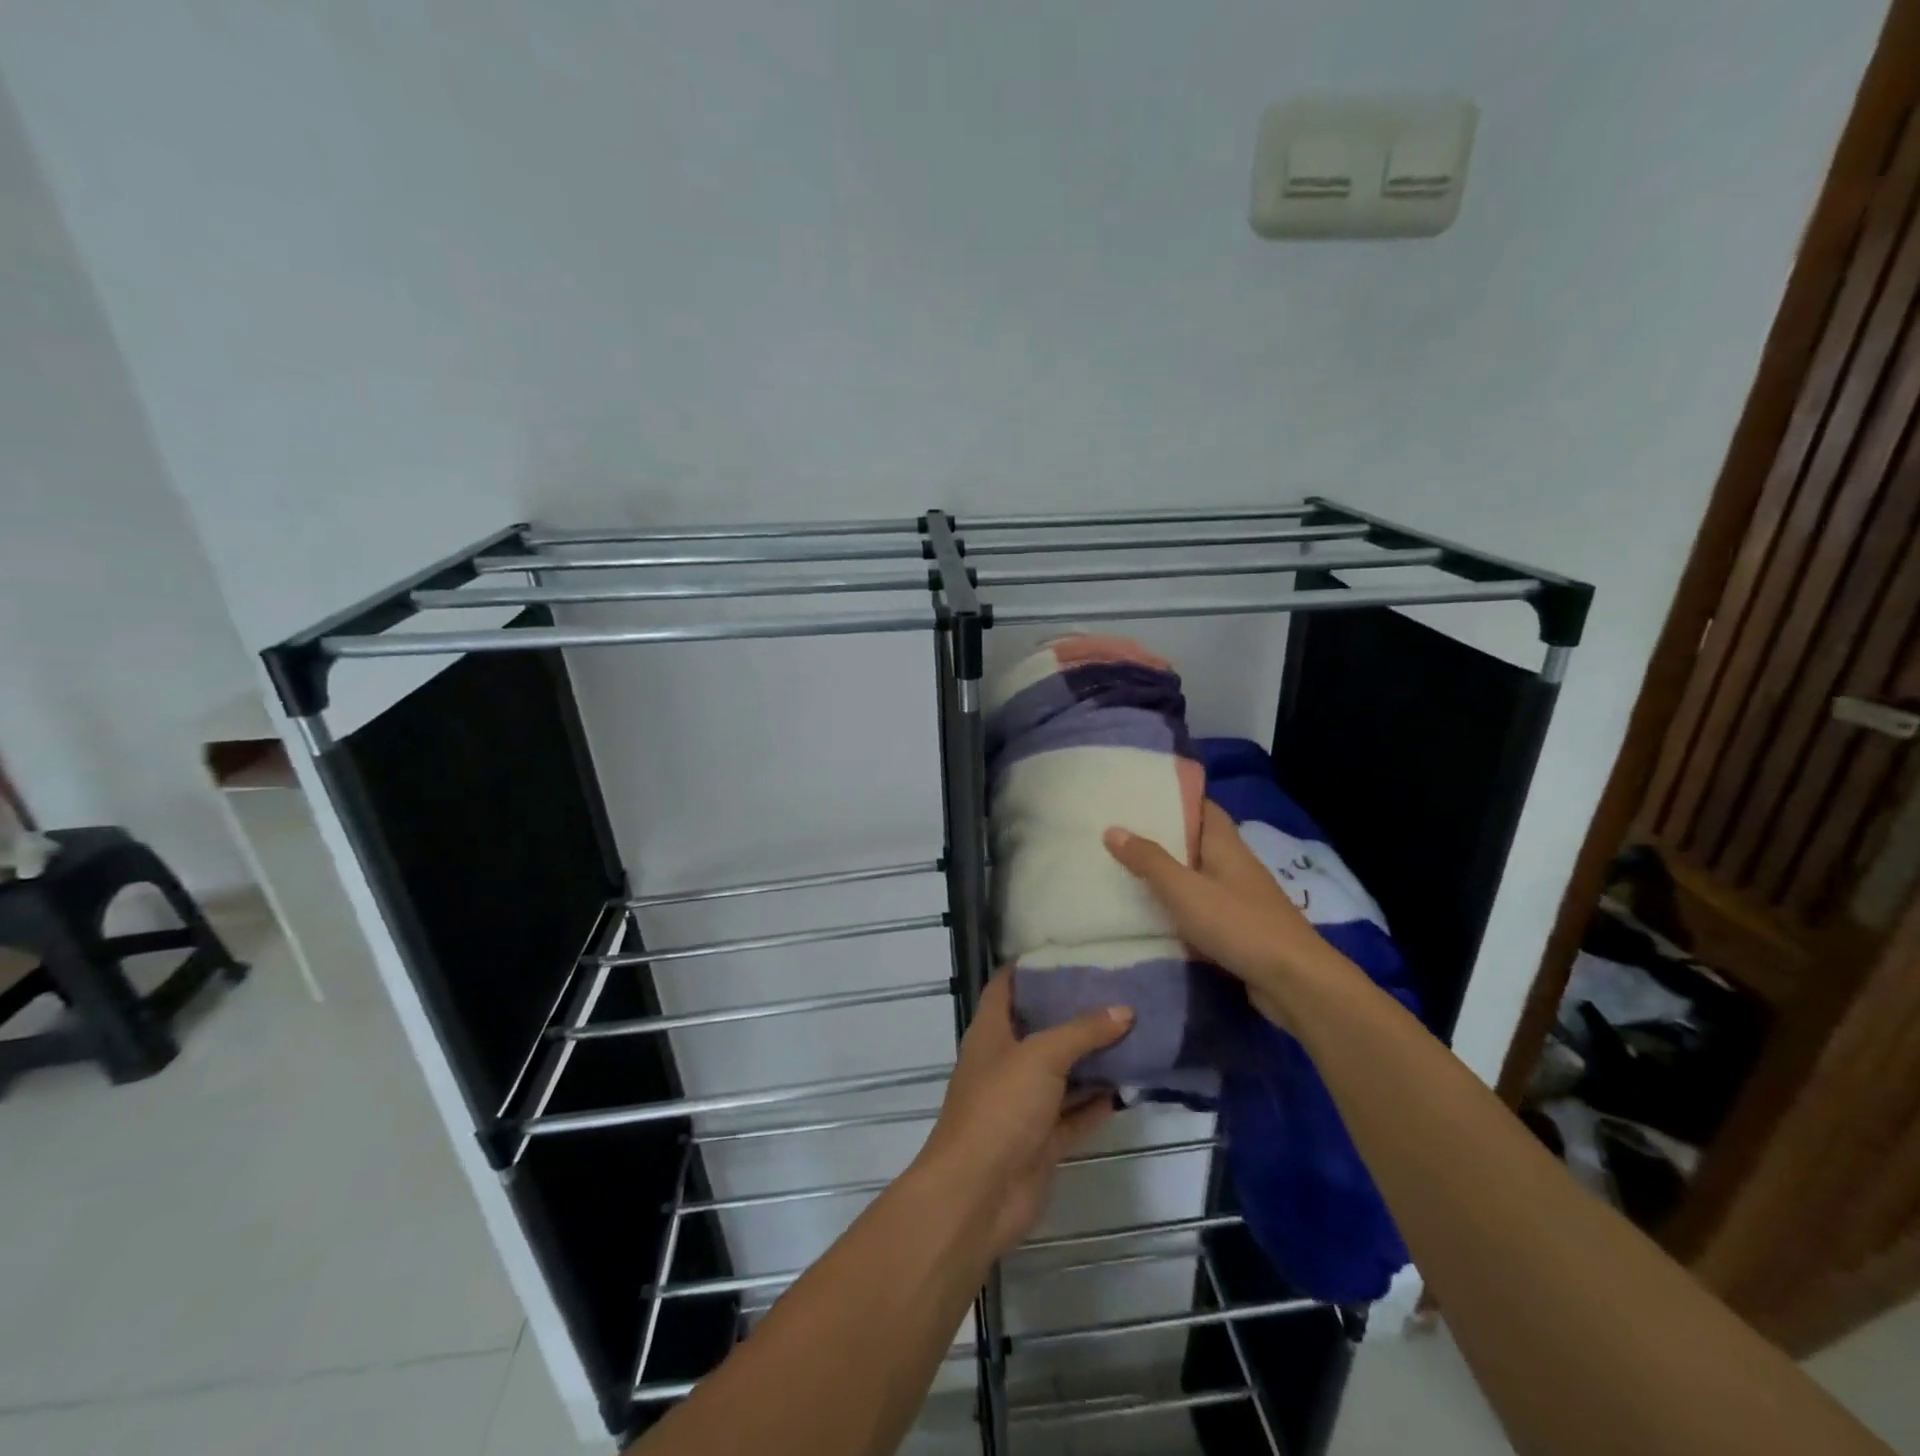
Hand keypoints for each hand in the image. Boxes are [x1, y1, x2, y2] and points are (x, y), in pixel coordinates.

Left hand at [914, 973, 1133, 1255]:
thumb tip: (1124, 1010)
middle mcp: (1006, 1062)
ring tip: (1134, 1031)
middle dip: (1073, 1012)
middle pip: (1040, 1028)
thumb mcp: (1040, 1057)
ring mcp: (1023, 1104)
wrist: (979, 1194)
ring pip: (1063, 1073)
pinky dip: (1098, 1103)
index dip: (1030, 967)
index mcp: (991, 1032)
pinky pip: (1075, 1114)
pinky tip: (1130, 1086)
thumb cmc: (1000, 1108)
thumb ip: (1082, 1032)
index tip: (1066, 951)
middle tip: (1115, 989)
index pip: (1006, 986)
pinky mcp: (1042, 1140)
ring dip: (1092, 1059)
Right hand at [1103, 800, 1343, 1027]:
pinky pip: (1202, 908)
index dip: (1174, 798)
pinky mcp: (1239, 928)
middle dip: (1161, 837)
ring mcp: (1240, 898)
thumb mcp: (1184, 889)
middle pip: (1195, 841)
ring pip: (1197, 876)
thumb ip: (1149, 860)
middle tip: (1118, 834)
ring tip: (1124, 870)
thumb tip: (1112, 829)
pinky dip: (1178, 907)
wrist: (1294, 981)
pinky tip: (1151, 915)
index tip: (1138, 796)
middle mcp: (1235, 865)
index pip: (1202, 807)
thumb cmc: (1238, 924)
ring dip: (1168, 874)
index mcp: (1226, 845)